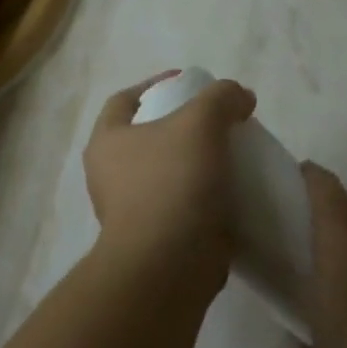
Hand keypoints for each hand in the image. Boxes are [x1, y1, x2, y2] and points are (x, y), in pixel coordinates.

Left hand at [82, 71, 255, 289]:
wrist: (169, 265)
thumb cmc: (172, 183)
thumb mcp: (200, 122)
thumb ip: (221, 97)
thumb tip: (239, 96)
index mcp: (107, 142)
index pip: (124, 99)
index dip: (155, 84)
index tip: (188, 82)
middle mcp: (110, 175)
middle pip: (148, 136)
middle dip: (181, 125)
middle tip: (218, 120)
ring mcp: (131, 211)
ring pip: (167, 172)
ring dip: (195, 161)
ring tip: (231, 153)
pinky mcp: (156, 238)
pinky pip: (182, 205)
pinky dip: (204, 195)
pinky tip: (233, 190)